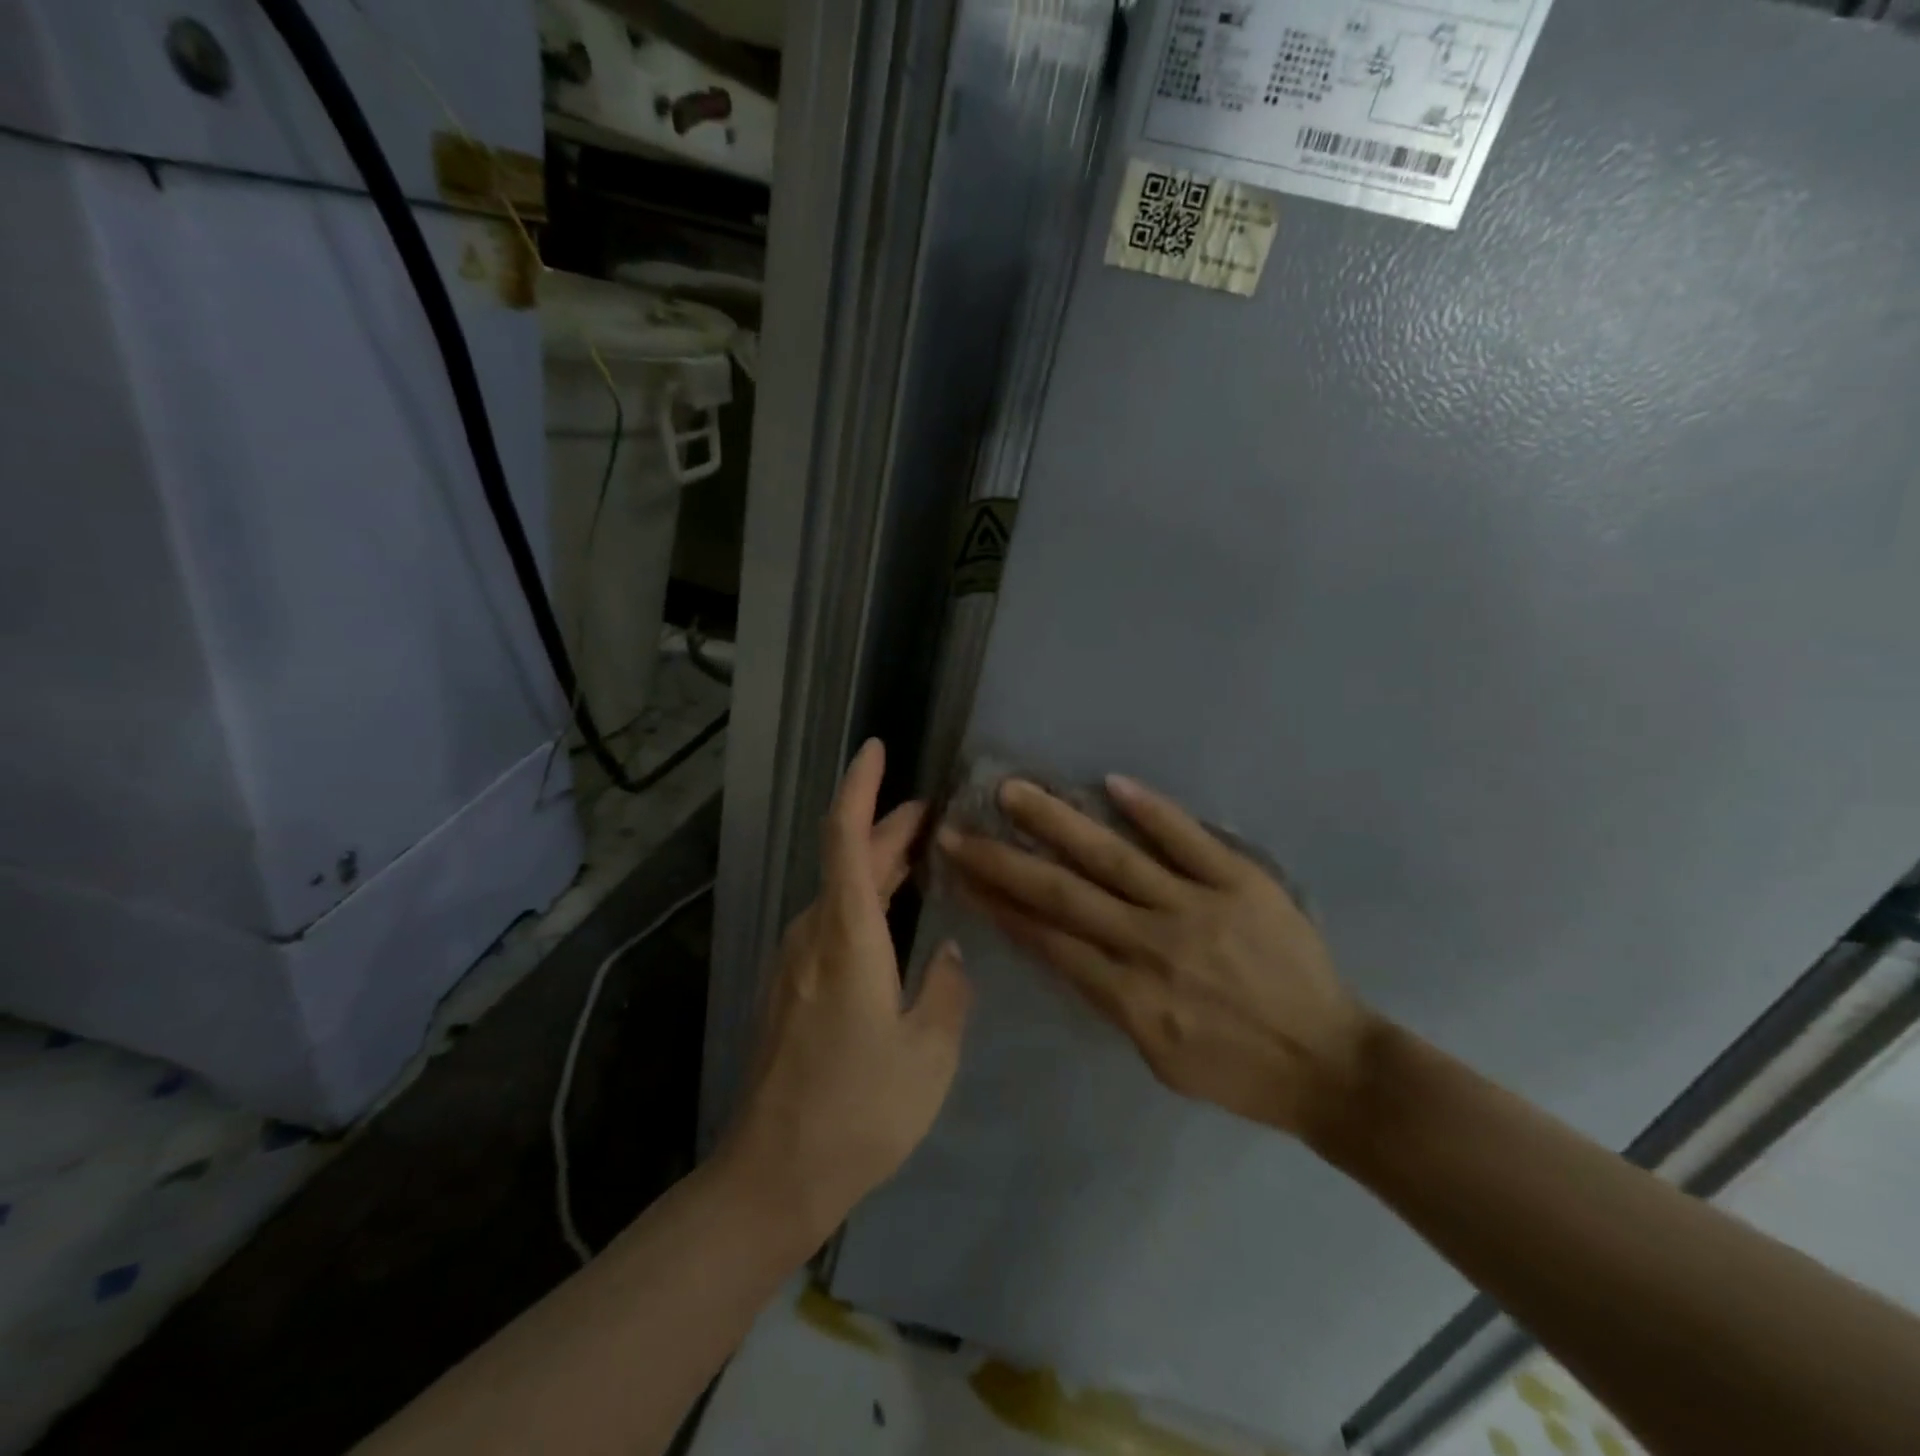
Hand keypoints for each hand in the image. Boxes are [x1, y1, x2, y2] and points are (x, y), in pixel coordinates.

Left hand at [721, 740, 971, 1242]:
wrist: (773, 1175)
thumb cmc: (859, 1111)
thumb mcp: (929, 1054)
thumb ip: (948, 991)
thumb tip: (950, 955)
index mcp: (847, 937)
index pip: (846, 838)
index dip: (860, 787)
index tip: (875, 749)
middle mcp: (814, 934)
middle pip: (847, 858)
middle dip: (888, 826)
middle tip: (937, 815)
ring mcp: (795, 960)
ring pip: (840, 890)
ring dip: (878, 864)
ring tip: (925, 858)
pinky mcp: (791, 985)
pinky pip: (832, 920)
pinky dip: (865, 899)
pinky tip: (895, 917)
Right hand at [938, 774, 1372, 1142]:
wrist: (1330, 1064)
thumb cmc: (1237, 1070)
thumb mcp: (1157, 1056)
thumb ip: (1108, 999)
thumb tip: (1062, 947)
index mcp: (1130, 997)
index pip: (1046, 940)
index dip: (998, 905)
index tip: (961, 876)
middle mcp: (1152, 945)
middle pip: (1064, 894)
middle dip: (1005, 861)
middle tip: (958, 829)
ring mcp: (1198, 907)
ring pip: (1114, 858)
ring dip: (1059, 822)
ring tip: (1015, 791)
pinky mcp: (1241, 882)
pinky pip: (1189, 839)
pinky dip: (1150, 810)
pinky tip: (1111, 782)